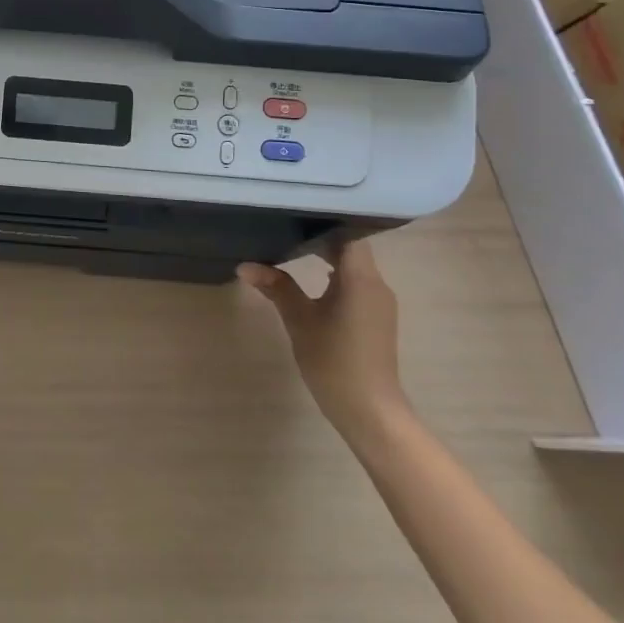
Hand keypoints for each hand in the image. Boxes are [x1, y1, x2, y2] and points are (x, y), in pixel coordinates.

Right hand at [239, 238, 409, 439]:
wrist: (370, 411)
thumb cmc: (334, 361)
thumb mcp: (299, 320)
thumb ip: (276, 287)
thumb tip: (245, 265)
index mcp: (361, 279)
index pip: (348, 234)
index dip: (324, 221)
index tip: (296, 211)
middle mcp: (376, 284)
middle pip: (350, 248)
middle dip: (320, 238)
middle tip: (285, 225)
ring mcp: (379, 302)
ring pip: (354, 266)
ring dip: (327, 257)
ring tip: (293, 247)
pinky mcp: (376, 317)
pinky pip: (356, 283)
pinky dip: (335, 276)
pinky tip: (312, 280)